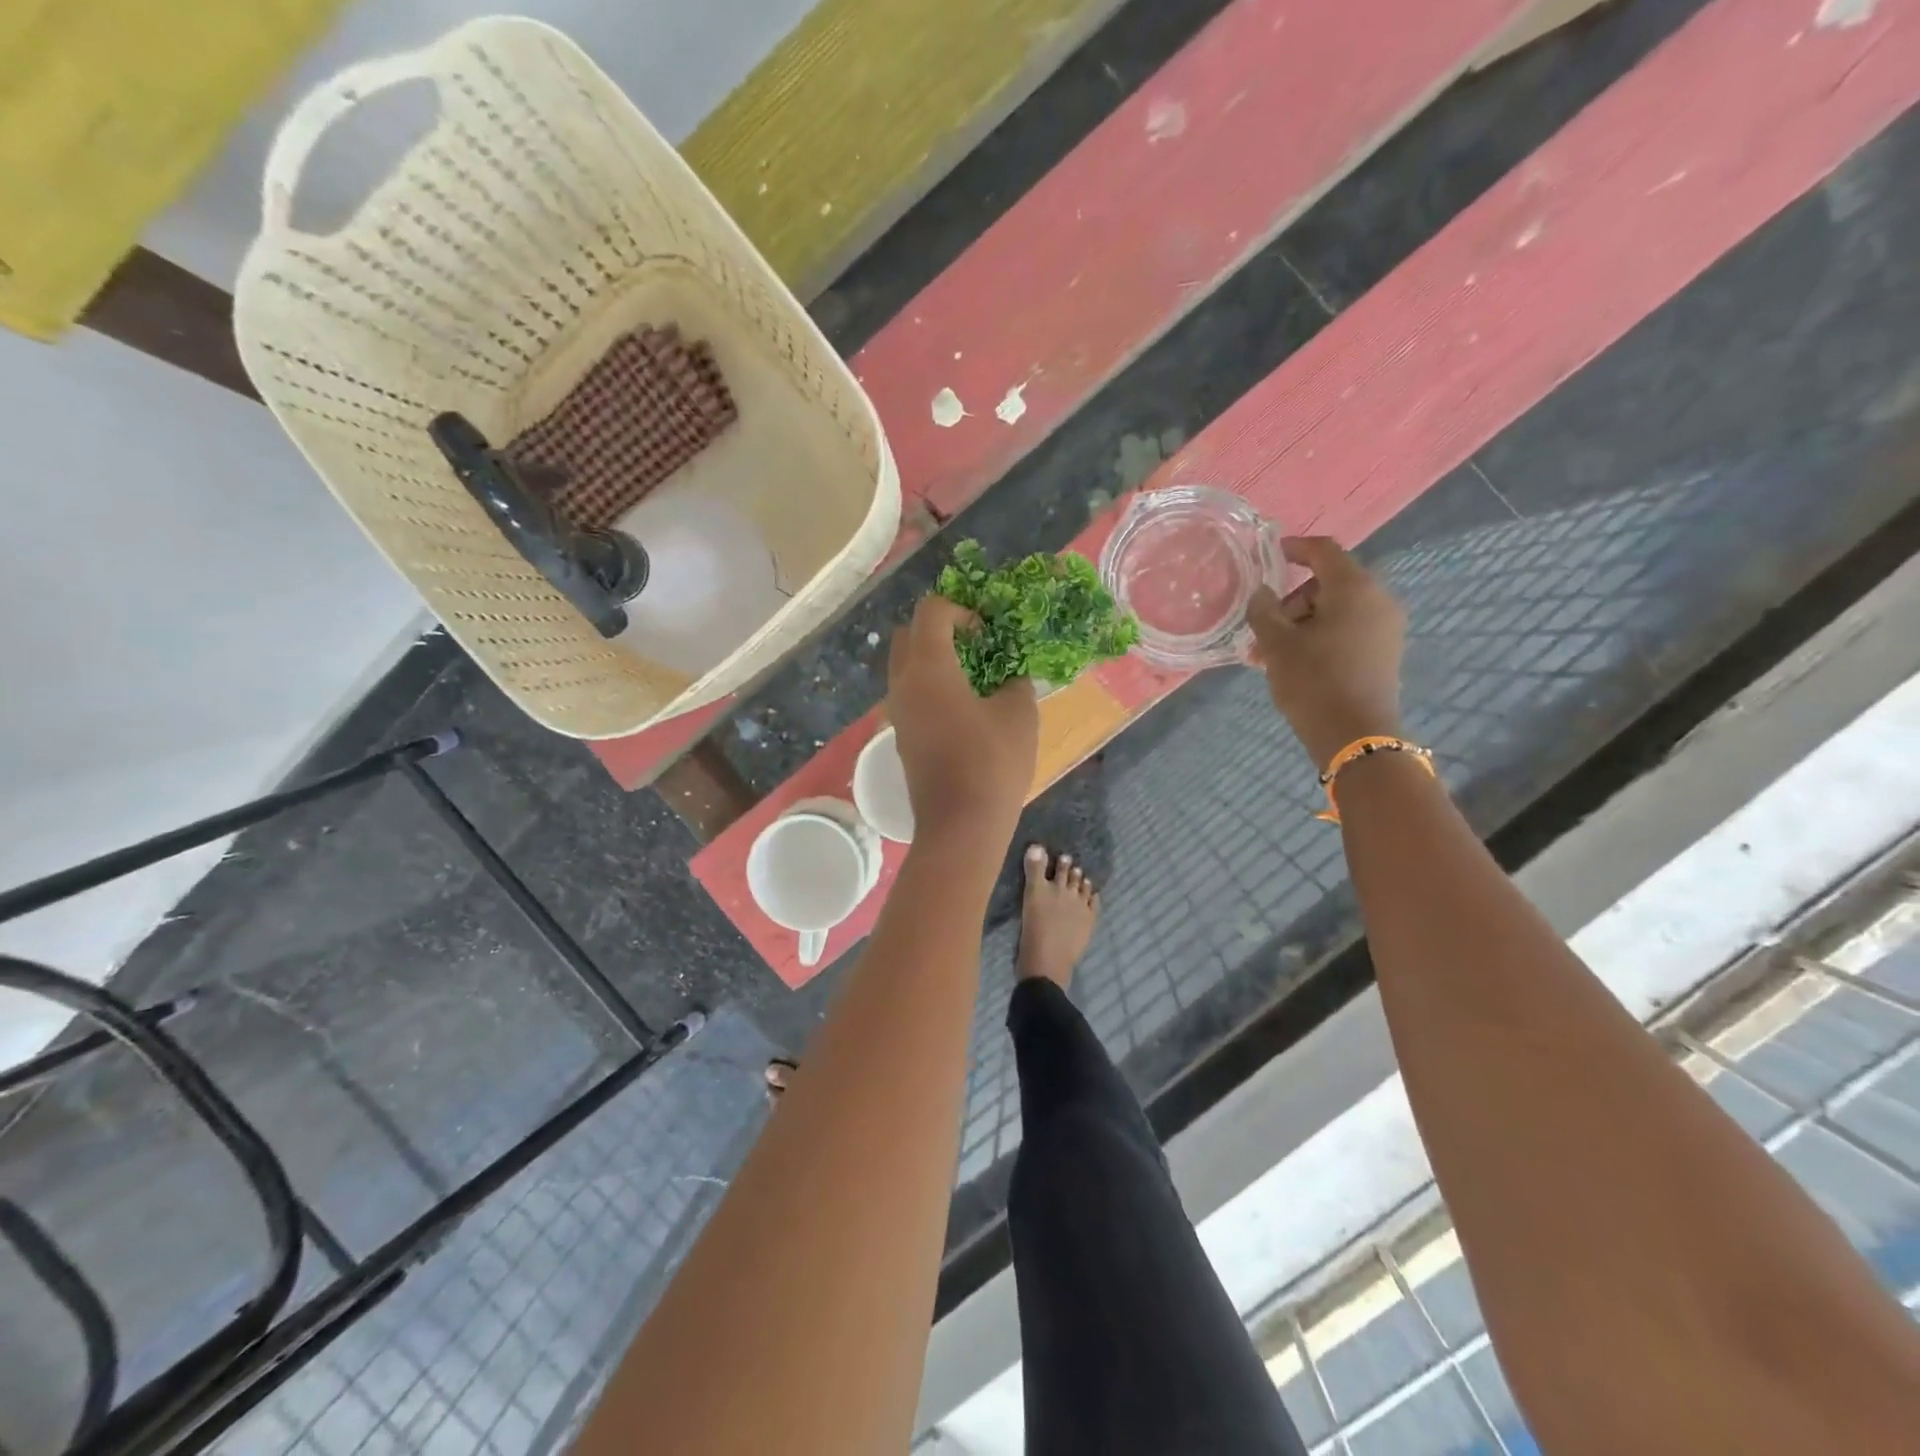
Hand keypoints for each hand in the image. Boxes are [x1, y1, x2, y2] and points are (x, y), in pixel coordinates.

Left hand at [886, 595, 1038, 839]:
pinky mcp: (901, 737)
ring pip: (904, 667)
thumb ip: (1015, 682)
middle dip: (938, 629)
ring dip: (932, 660)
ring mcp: (897, 713)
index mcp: (928, 667)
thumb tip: (1009, 677)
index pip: (931, 611)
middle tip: (974, 645)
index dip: (960, 610)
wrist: (960, 826)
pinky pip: (909, 695)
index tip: (987, 631)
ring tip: (972, 678)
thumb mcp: (1019, 714)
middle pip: (908, 635)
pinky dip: (929, 687)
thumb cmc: (992, 763)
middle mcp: (903, 684)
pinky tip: (963, 709)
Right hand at [1247, 536, 1406, 768]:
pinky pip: (1347, 630)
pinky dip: (1320, 636)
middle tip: (1261, 629)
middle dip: (1290, 602)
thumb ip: (1264, 610)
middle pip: (1327, 584)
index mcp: (1354, 588)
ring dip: (1301, 624)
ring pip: (1335, 610)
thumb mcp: (1276, 644)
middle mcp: (1377, 599)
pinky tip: (1294, 662)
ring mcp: (1385, 627)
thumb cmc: (1313, 681)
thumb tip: (1263, 593)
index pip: (1323, 551)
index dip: (1294, 548)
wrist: (1355, 735)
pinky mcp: (1384, 652)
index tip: (1269, 555)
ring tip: (1269, 654)